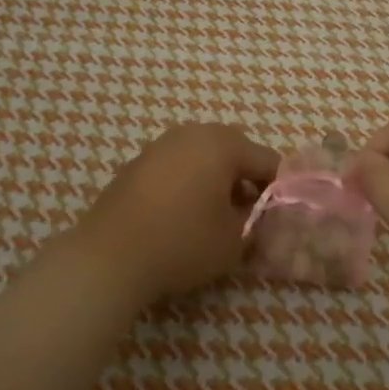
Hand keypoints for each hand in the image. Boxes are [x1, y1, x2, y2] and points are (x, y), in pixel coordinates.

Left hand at [74, 124, 280, 304]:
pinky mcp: (138, 163)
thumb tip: (260, 213)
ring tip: (216, 218)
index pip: (268, 161)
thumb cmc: (182, 242)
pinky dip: (189, 184)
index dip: (279, 190)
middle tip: (248, 217)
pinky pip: (178, 166)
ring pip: (204, 157)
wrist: (109, 256)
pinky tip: (183, 216)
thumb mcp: (235, 240)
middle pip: (235, 152)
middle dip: (247, 182)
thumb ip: (256, 221)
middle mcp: (192, 133)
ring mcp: (161, 145)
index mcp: (223, 143)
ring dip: (217, 181)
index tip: (278, 218)